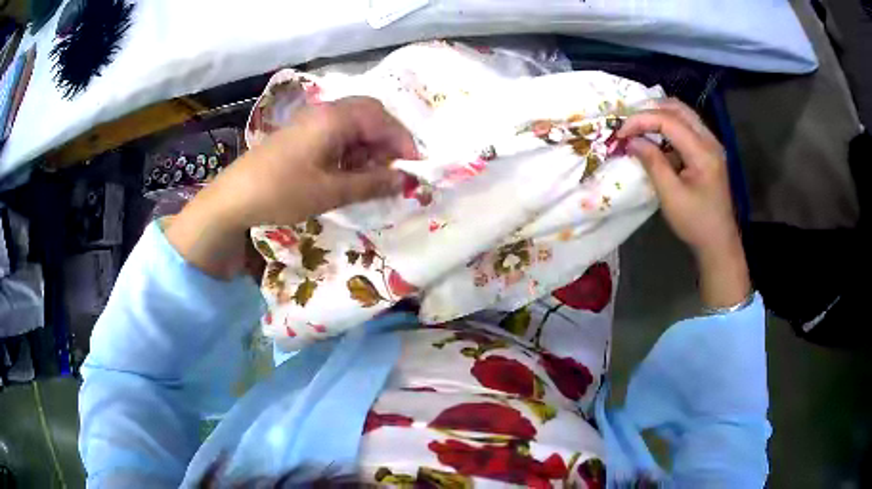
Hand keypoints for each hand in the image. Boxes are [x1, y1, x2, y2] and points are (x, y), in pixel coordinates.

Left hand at [166, 97, 417, 278]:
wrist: (234, 197)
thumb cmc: (283, 192)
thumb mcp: (331, 191)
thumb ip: (372, 183)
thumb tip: (405, 181)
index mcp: (335, 118)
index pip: (382, 119)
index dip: (403, 142)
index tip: (414, 169)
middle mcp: (325, 111)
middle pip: (369, 115)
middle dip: (387, 141)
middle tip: (394, 171)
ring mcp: (311, 121)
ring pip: (353, 125)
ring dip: (368, 147)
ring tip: (372, 177)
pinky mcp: (301, 134)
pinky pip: (336, 134)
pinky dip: (350, 151)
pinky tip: (348, 173)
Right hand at [618, 99, 750, 307]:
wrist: (719, 242)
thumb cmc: (696, 223)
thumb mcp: (671, 196)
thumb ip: (652, 163)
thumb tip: (632, 141)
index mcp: (703, 152)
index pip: (668, 121)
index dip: (641, 120)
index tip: (621, 132)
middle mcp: (710, 140)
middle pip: (678, 108)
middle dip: (649, 110)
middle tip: (629, 123)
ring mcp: (711, 144)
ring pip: (683, 114)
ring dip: (659, 115)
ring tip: (638, 127)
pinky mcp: (709, 151)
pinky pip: (687, 126)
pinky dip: (668, 126)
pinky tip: (656, 138)